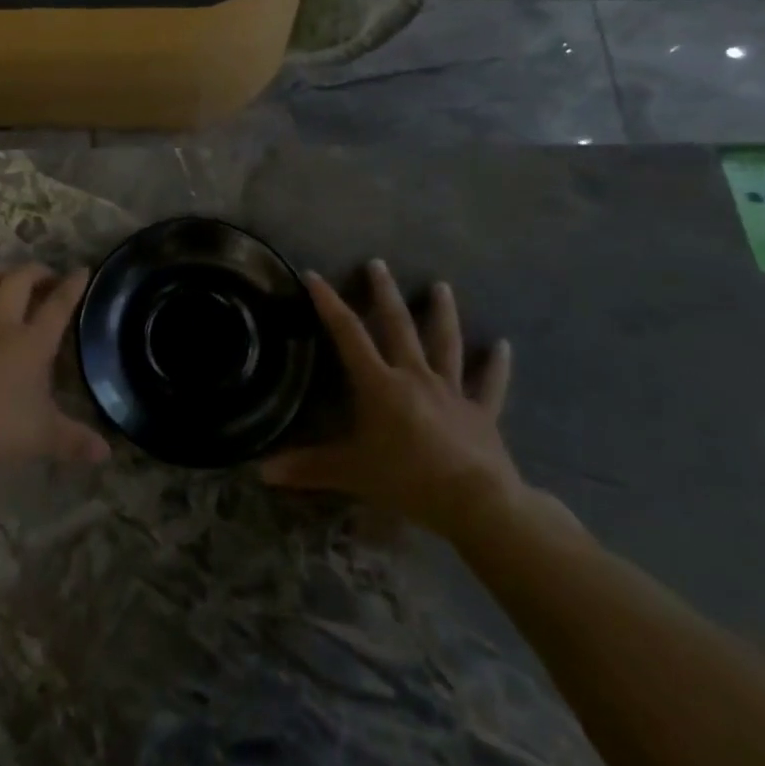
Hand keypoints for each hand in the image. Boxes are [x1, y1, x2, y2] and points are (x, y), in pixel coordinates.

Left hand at [0, 263, 109, 476]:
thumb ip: (76, 441)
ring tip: (2, 275)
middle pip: (17, 282)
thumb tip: (105, 453)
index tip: (81, 270)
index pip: (58, 305)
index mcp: (32, 343)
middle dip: (33, 271)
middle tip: (43, 275)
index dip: (72, 285)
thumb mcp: (45, 438)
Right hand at [261, 261, 521, 537]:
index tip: (314, 276)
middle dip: (385, 293)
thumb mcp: (350, 473)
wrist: (476, 501)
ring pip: (445, 343)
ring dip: (442, 313)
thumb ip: (307, 467)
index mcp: (379, 383)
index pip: (348, 334)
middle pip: (398, 326)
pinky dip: (497, 365)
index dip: (329, 303)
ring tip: (442, 286)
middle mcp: (414, 376)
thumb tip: (261, 470)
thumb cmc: (407, 479)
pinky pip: (489, 384)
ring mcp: (451, 391)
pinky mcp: (481, 412)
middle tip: (378, 263)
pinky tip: (503, 345)